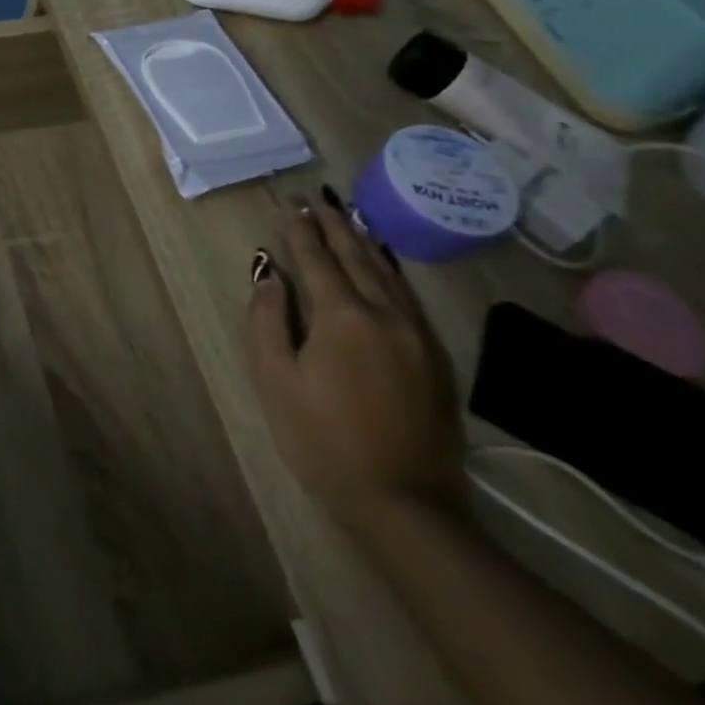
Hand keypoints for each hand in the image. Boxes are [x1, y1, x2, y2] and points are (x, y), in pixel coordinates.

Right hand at [245, 191, 465, 534]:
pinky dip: (390, 271)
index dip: (300, 232)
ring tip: (350, 219)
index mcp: (343, 317)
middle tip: (318, 201)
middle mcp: (386, 315)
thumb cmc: (322, 440)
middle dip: (335, 227)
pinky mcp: (435, 358)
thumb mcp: (276, 380)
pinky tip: (383, 266)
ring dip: (365, 243)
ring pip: (389, 274)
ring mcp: (417, 336)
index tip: (290, 206)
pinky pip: (408, 297)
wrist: (403, 503)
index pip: (317, 260)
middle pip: (357, 258)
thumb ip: (268, 320)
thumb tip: (271, 277)